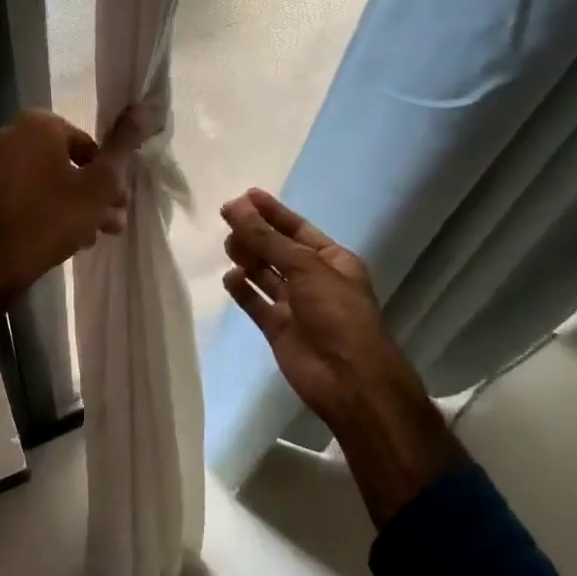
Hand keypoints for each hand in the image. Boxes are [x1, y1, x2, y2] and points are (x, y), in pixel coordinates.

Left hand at [0, 107, 146, 301]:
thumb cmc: (50, 219)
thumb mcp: (99, 186)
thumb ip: (122, 147)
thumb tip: (146, 108)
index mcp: (36, 126)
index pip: (85, 142)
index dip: (106, 172)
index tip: (117, 200)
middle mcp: (9, 137)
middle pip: (63, 163)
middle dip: (90, 192)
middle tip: (111, 221)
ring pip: (44, 181)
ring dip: (70, 204)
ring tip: (92, 236)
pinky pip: (21, 196)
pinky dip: (41, 209)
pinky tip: (60, 239)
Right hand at [220, 188, 461, 523]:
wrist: (349, 380)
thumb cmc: (337, 313)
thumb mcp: (305, 267)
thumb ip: (266, 238)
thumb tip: (234, 206)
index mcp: (332, 260)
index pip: (297, 228)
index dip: (272, 212)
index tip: (244, 195)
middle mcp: (313, 279)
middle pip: (277, 249)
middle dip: (255, 233)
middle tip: (226, 218)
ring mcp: (295, 305)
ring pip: (264, 274)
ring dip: (247, 258)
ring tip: (228, 246)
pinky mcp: (277, 328)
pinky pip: (255, 302)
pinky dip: (242, 289)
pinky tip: (230, 278)